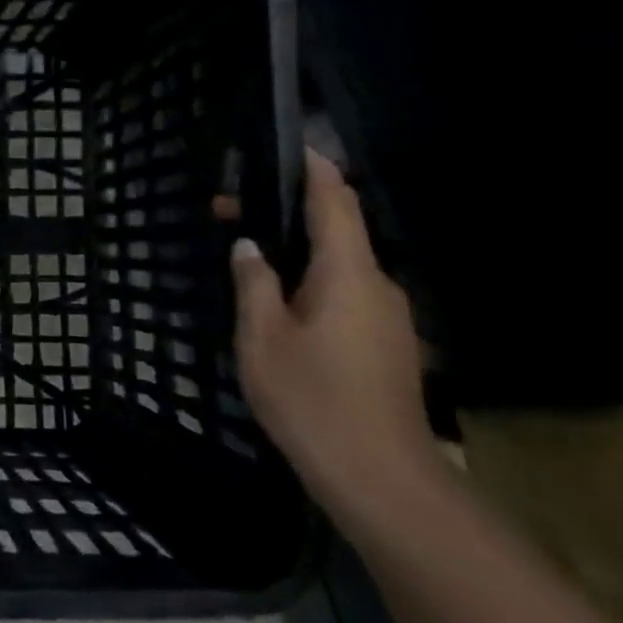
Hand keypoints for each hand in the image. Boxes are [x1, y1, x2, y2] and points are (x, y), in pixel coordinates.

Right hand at [230, 150, 437, 518]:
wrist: (380, 476)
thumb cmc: (312, 398)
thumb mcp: (262, 338)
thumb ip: (254, 284)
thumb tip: (249, 247)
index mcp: (348, 274)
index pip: (336, 202)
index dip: (315, 170)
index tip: (293, 146)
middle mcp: (377, 286)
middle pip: (338, 232)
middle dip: (289, 215)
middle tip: (233, 213)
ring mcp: (388, 317)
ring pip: (341, 267)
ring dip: (298, 253)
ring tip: (250, 260)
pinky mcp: (388, 344)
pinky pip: (347, 295)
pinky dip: (313, 283)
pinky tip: (280, 305)